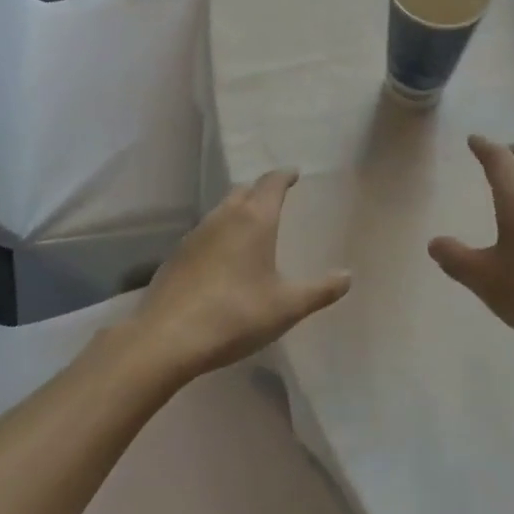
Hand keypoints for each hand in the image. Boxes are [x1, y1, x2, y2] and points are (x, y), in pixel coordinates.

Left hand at [128, 170, 351, 381]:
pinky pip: (205, 234)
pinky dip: (219, 236)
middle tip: (275, 200)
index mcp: (254, 220)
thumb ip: (320, 290)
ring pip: (221, 211)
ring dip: (238, 212)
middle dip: (261, 192)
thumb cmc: (235, 315)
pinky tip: (222, 260)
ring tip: (252, 229)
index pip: (271, 183)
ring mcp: (195, 235)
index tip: (294, 174)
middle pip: (244, 192)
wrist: (166, 338)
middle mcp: (223, 217)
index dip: (284, 176)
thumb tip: (347, 276)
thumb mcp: (287, 307)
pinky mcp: (176, 256)